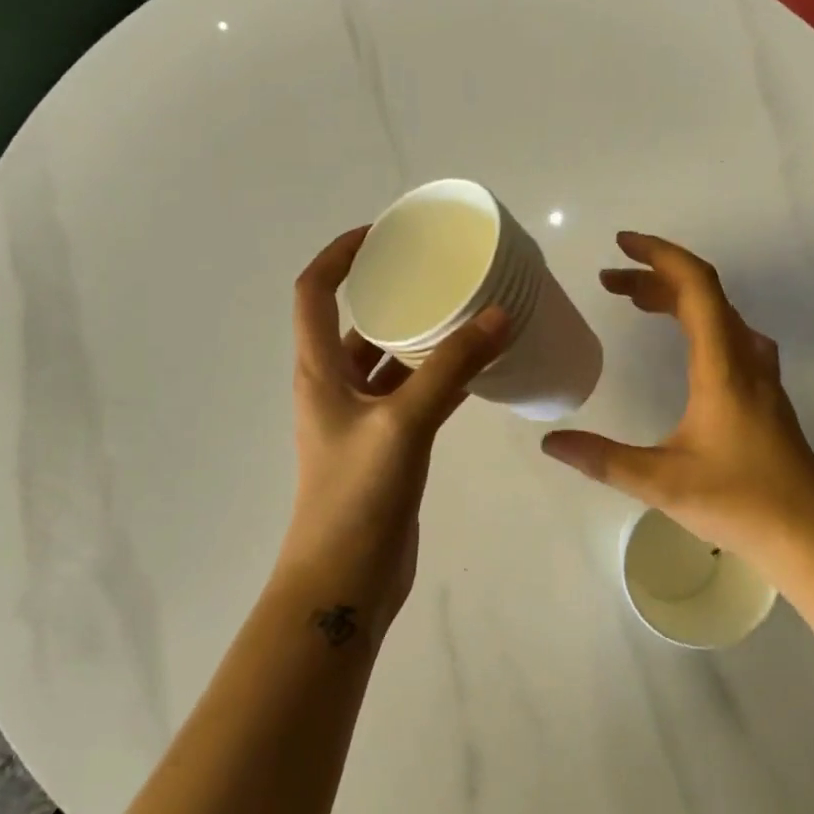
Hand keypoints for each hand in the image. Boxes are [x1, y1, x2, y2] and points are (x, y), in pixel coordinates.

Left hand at [276, 228, 509, 635]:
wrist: (344, 581)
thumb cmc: (357, 496)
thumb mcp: (403, 424)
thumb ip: (451, 370)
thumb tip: (499, 316)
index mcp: (319, 371)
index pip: (314, 292)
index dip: (340, 255)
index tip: (382, 233)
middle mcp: (334, 387)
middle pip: (356, 322)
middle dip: (392, 292)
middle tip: (440, 271)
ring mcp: (361, 420)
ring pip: (390, 362)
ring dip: (421, 338)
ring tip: (466, 312)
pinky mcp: (387, 447)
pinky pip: (413, 396)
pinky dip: (438, 378)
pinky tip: (475, 370)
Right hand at [540, 232, 813, 565]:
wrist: (811, 535)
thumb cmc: (739, 502)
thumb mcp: (661, 482)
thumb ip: (603, 459)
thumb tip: (550, 442)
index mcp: (722, 366)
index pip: (696, 286)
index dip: (659, 255)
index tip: (621, 244)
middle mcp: (745, 358)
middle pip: (704, 294)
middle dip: (654, 278)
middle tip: (609, 282)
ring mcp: (761, 376)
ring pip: (719, 314)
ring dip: (677, 298)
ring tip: (636, 303)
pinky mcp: (765, 395)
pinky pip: (729, 336)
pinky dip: (698, 322)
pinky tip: (686, 345)